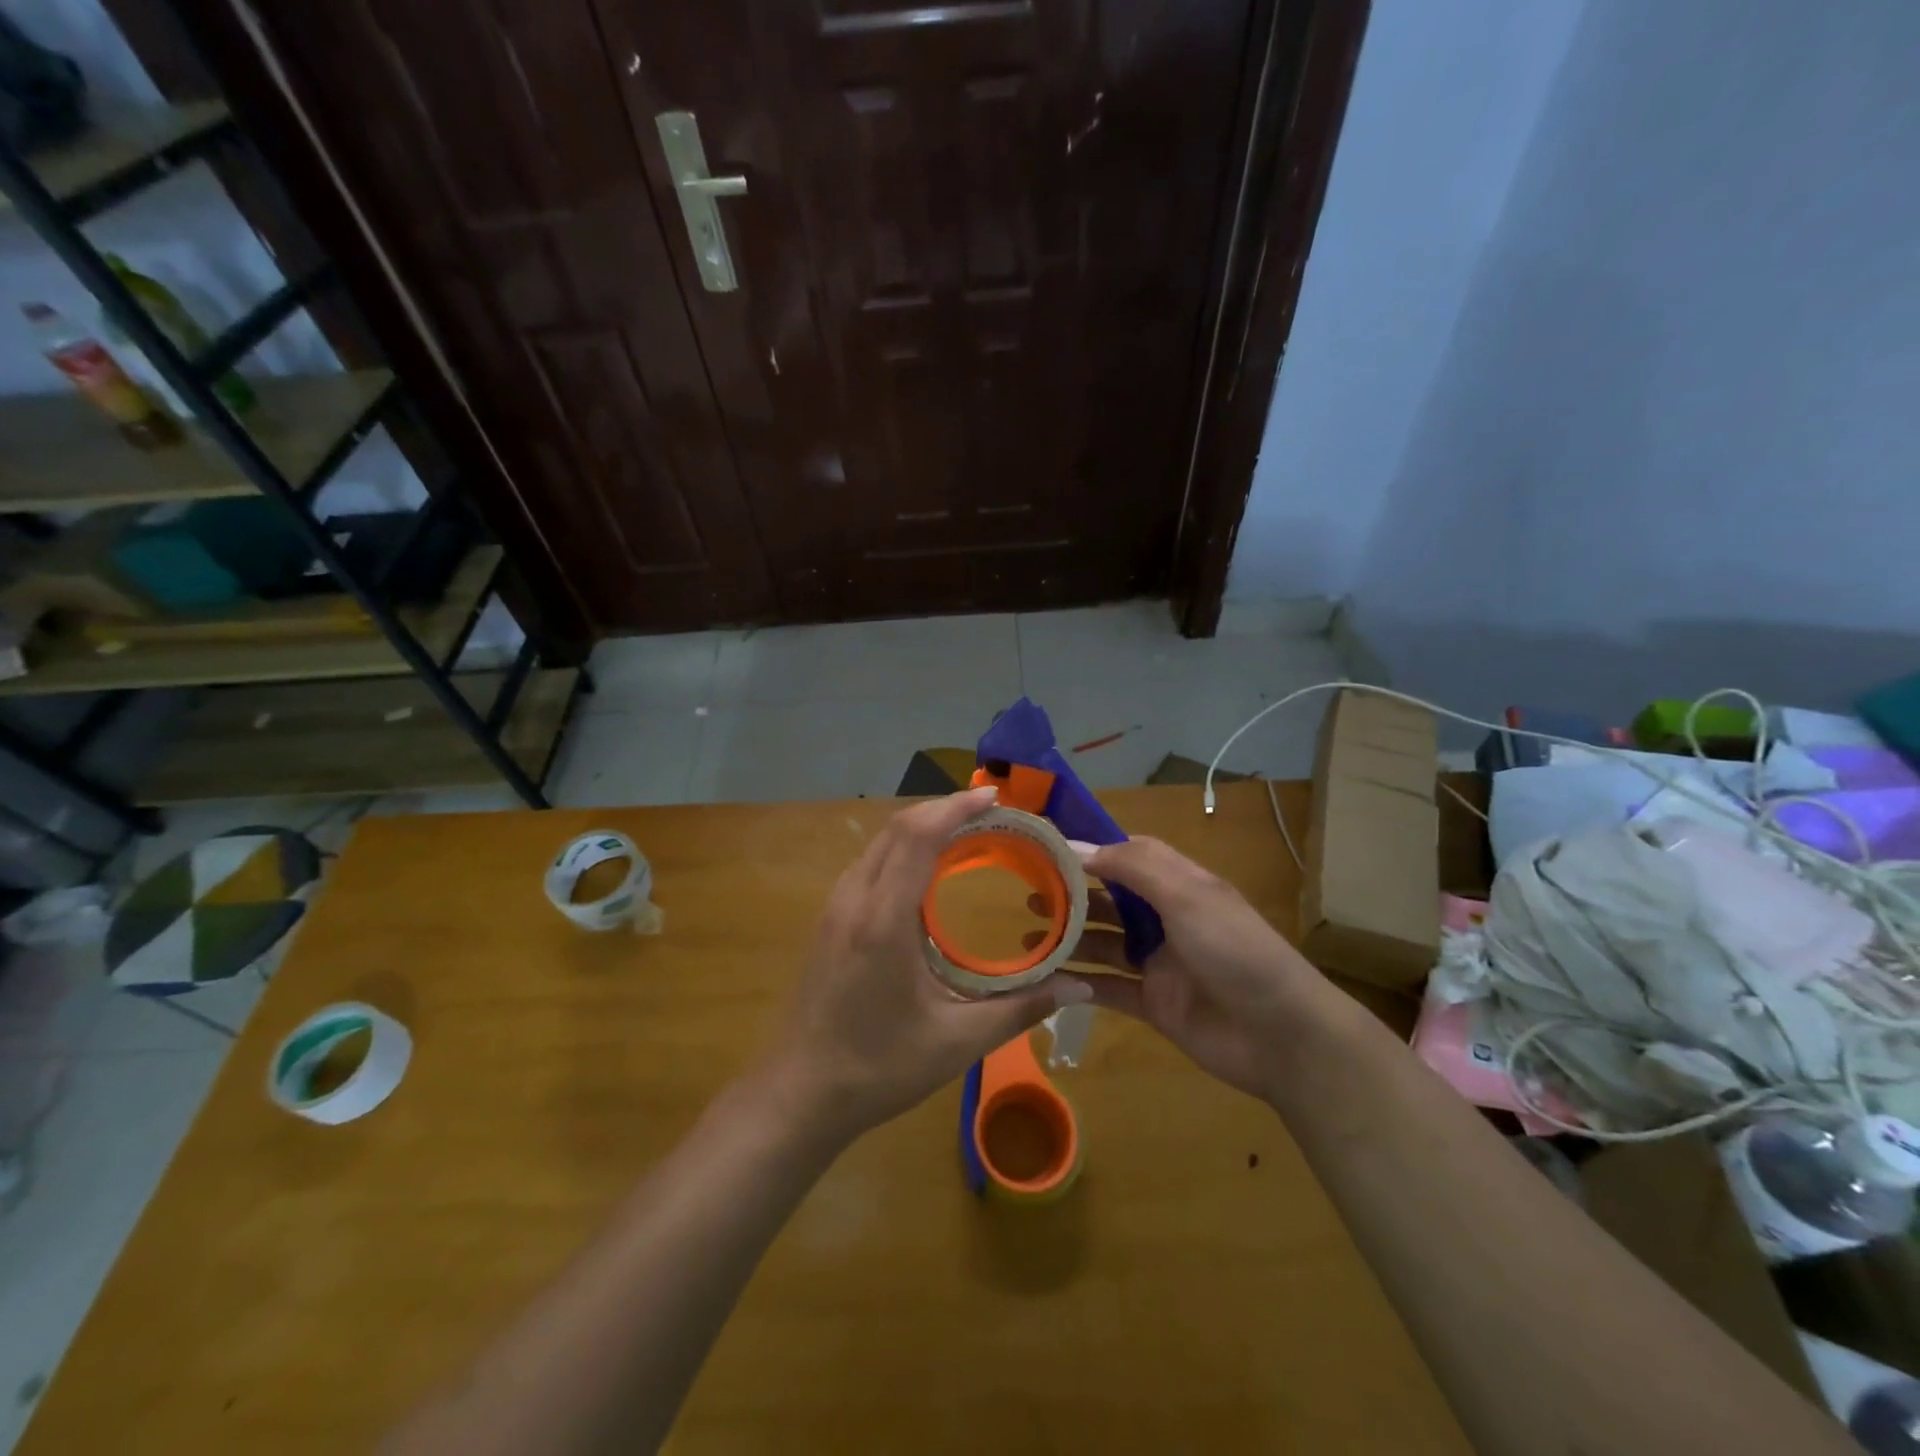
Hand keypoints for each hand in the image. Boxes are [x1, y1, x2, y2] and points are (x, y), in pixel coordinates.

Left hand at [765, 787, 1091, 1142]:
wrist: (800, 1093)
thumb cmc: (879, 1067)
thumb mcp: (957, 1042)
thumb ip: (1020, 1008)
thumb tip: (1078, 987)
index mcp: (883, 920)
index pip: (918, 837)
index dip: (956, 808)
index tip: (994, 797)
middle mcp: (854, 900)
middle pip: (898, 830)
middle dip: (944, 811)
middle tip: (991, 815)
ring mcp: (835, 908)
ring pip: (880, 844)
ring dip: (921, 829)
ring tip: (966, 835)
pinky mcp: (830, 921)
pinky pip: (870, 865)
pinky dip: (903, 851)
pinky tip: (927, 873)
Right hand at [1047, 837, 1325, 1104]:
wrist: (1281, 1036)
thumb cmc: (1235, 950)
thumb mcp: (1187, 894)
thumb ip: (1132, 866)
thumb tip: (1075, 844)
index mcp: (1179, 884)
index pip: (1127, 856)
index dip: (1089, 850)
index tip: (1045, 848)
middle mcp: (1166, 918)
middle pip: (1109, 899)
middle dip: (1070, 895)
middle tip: (1025, 893)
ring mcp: (1158, 962)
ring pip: (1103, 943)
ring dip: (1068, 938)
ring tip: (1028, 936)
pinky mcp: (1153, 1003)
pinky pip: (1107, 988)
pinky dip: (1078, 983)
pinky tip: (1046, 979)